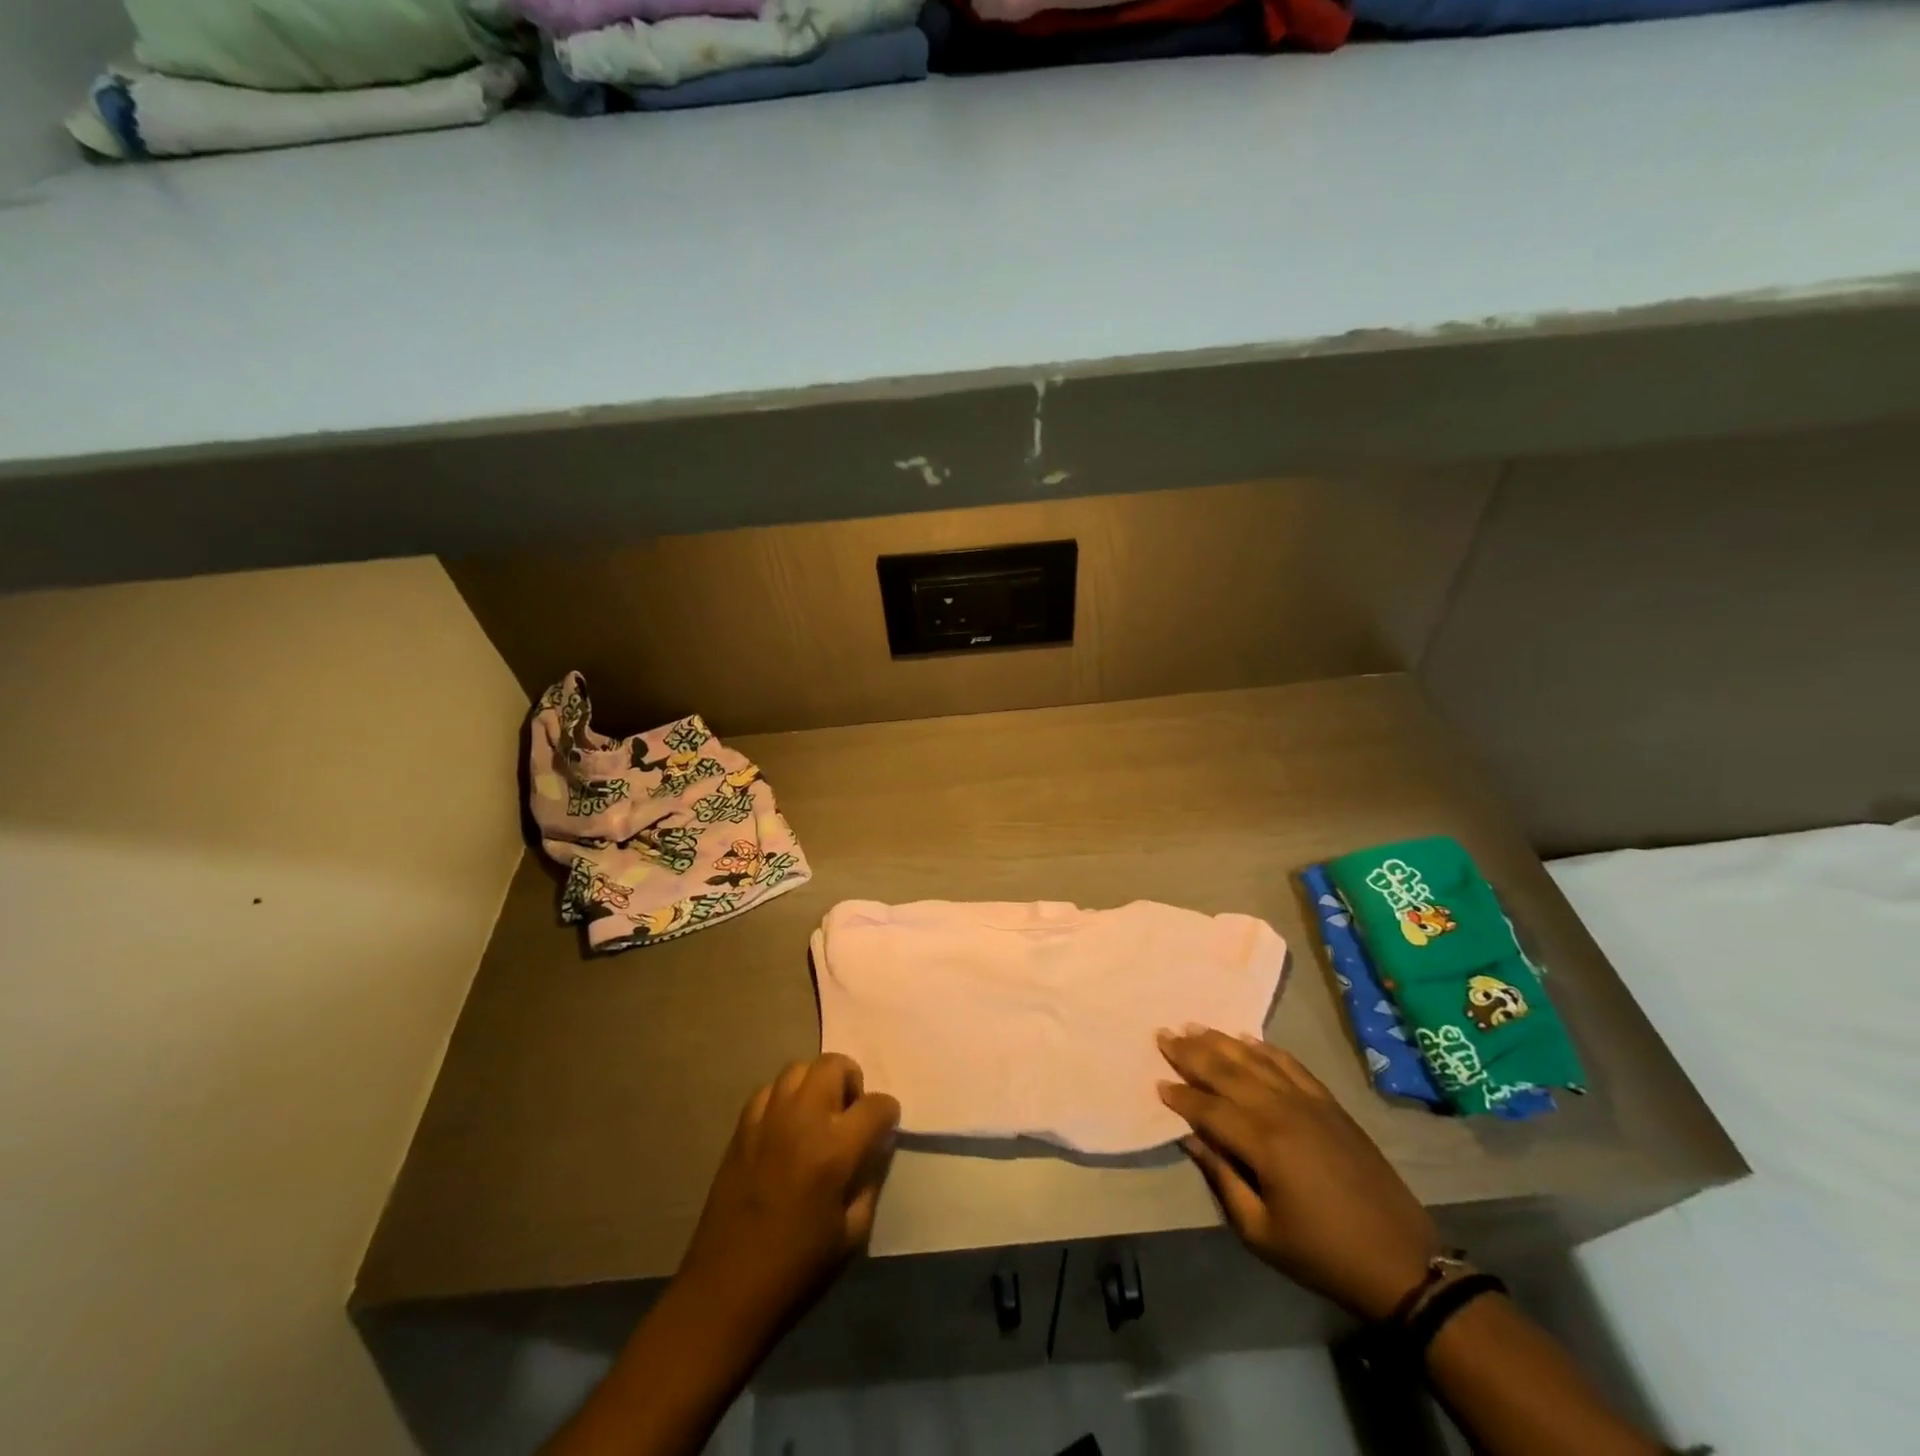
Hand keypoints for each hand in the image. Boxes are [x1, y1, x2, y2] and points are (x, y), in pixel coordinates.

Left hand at [676, 1053, 900, 1336]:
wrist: (726, 1290)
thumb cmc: (797, 1269)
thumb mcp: (853, 1234)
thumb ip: (870, 1180)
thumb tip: (876, 1148)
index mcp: (835, 1149)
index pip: (877, 1104)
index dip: (888, 1114)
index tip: (884, 1130)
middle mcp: (802, 1120)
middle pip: (835, 1064)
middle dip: (852, 1081)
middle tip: (849, 1114)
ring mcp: (768, 1119)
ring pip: (799, 1068)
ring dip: (816, 1083)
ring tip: (817, 1116)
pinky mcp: (741, 1128)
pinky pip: (769, 1090)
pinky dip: (784, 1098)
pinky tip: (785, 1128)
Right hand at [1157, 1027, 1441, 1321]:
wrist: (1401, 1261)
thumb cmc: (1322, 1253)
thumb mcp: (1260, 1231)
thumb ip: (1222, 1178)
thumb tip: (1190, 1138)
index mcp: (1263, 1142)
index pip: (1208, 1108)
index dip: (1180, 1096)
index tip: (1157, 1083)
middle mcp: (1282, 1110)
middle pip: (1227, 1071)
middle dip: (1191, 1053)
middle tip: (1163, 1034)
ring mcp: (1309, 1101)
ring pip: (1255, 1060)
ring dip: (1221, 1042)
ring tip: (1194, 1027)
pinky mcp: (1329, 1103)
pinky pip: (1290, 1064)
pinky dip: (1264, 1048)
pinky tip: (1246, 1039)